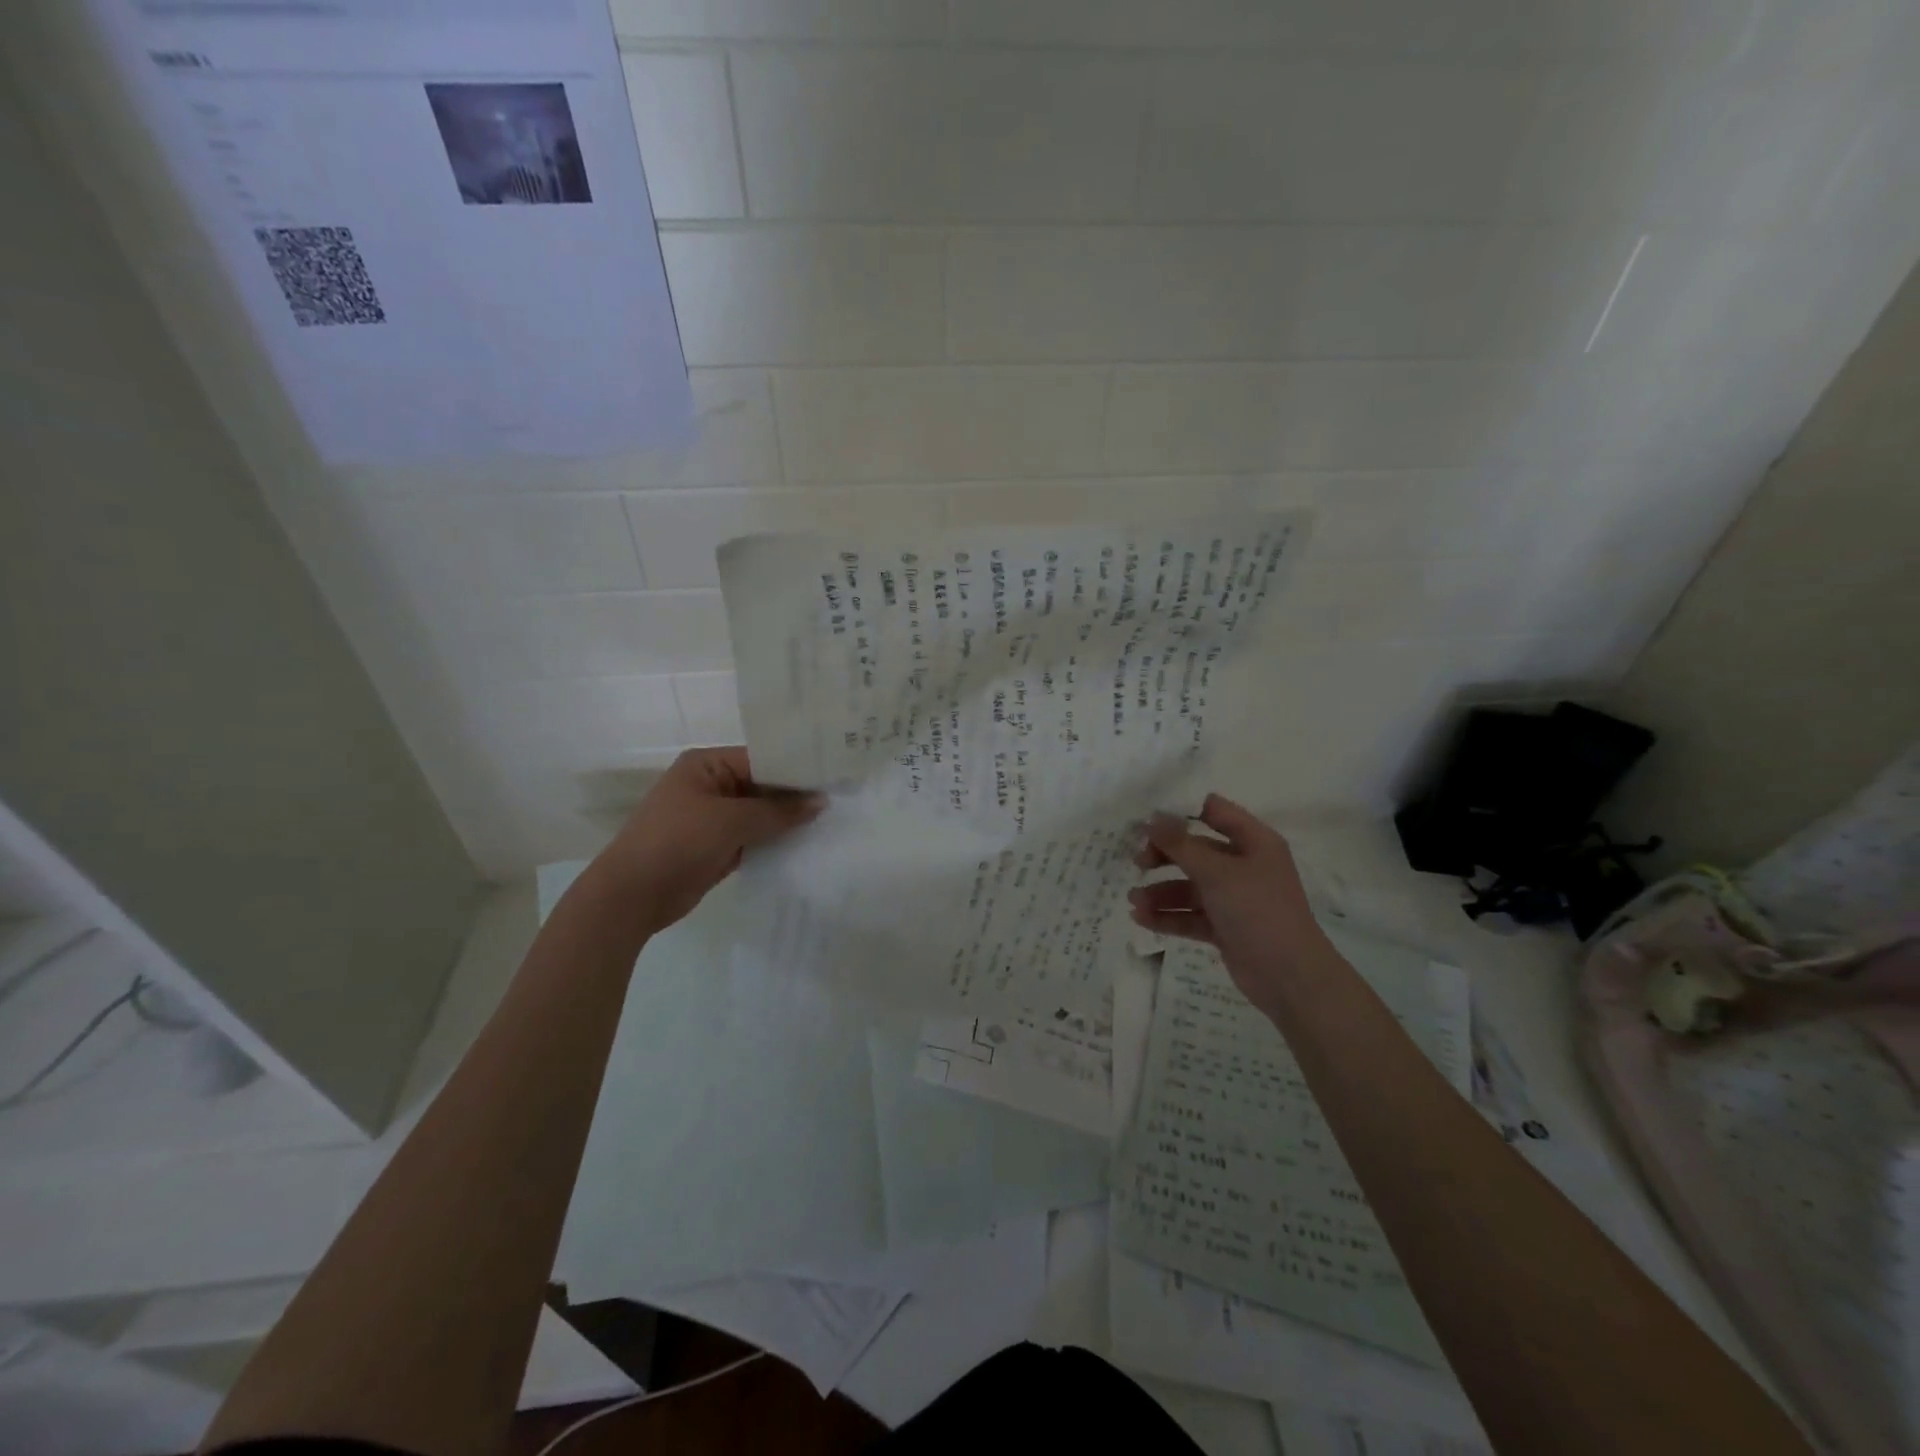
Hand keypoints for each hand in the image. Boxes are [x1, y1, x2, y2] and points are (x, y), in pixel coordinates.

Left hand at [591, 747, 821, 935]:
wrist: (631, 897)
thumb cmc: (677, 843)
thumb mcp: (731, 821)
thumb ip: (778, 811)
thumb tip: (821, 802)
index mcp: (707, 764)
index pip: (761, 758)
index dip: (796, 769)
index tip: (834, 776)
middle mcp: (711, 785)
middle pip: (763, 785)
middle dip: (795, 796)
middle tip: (840, 798)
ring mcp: (713, 817)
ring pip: (760, 814)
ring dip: (787, 821)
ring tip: (831, 821)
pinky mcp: (717, 846)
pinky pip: (754, 838)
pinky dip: (774, 841)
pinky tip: (806, 845)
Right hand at [1128, 794, 1332, 1016]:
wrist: (1290, 977)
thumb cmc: (1258, 911)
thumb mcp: (1217, 872)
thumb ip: (1181, 845)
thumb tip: (1152, 818)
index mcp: (1254, 842)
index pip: (1214, 811)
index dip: (1181, 812)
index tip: (1147, 820)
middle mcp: (1245, 865)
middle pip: (1196, 850)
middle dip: (1165, 856)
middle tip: (1138, 863)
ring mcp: (1235, 898)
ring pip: (1190, 886)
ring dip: (1161, 892)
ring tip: (1134, 901)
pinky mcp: (1225, 927)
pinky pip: (1191, 915)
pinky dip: (1168, 916)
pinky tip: (1142, 919)